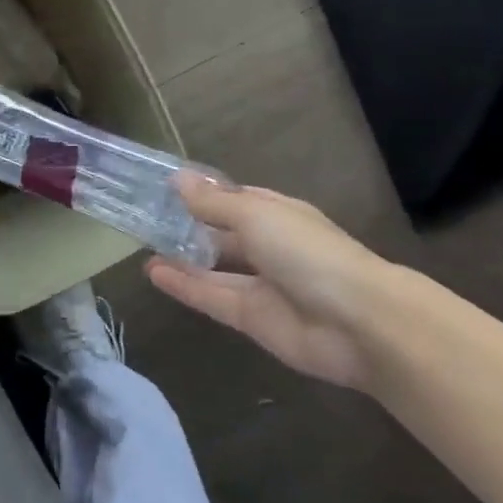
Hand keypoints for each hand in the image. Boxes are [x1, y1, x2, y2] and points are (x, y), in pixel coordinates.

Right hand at [146, 176, 399, 390]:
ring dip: (183, 258)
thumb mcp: (255, 215)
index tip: (164, 188)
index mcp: (278, 214)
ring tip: (143, 246)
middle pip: (223, 234)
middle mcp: (269, 246)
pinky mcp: (252, 318)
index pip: (235, 198)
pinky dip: (184, 286)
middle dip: (190, 226)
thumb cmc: (308, 252)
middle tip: (146, 218)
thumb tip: (177, 179)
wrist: (359, 323)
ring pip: (215, 267)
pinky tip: (153, 273)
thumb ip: (213, 202)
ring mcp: (262, 285)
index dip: (203, 193)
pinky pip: (212, 297)